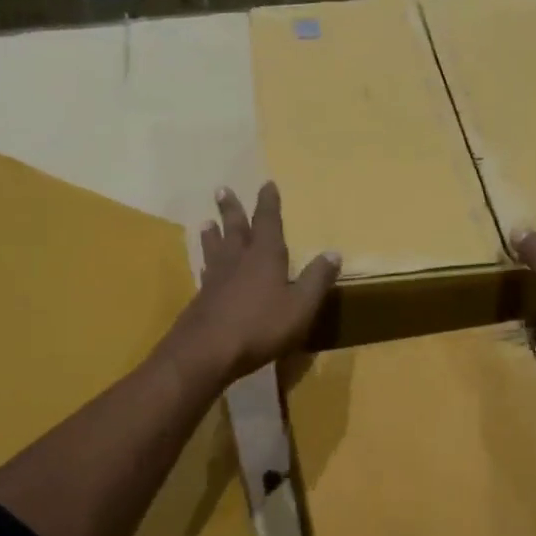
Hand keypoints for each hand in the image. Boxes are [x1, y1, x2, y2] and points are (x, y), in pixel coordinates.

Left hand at [165, 182, 340, 387]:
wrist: (207, 352)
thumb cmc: (261, 326)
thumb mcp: (300, 306)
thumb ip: (316, 279)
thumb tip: (333, 252)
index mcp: (265, 256)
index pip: (268, 222)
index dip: (268, 203)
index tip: (266, 184)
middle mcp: (238, 260)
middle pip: (235, 229)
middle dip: (232, 209)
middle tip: (222, 190)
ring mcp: (216, 279)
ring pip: (215, 248)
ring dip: (213, 234)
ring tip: (207, 222)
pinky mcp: (202, 298)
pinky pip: (206, 271)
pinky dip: (206, 262)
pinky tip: (205, 267)